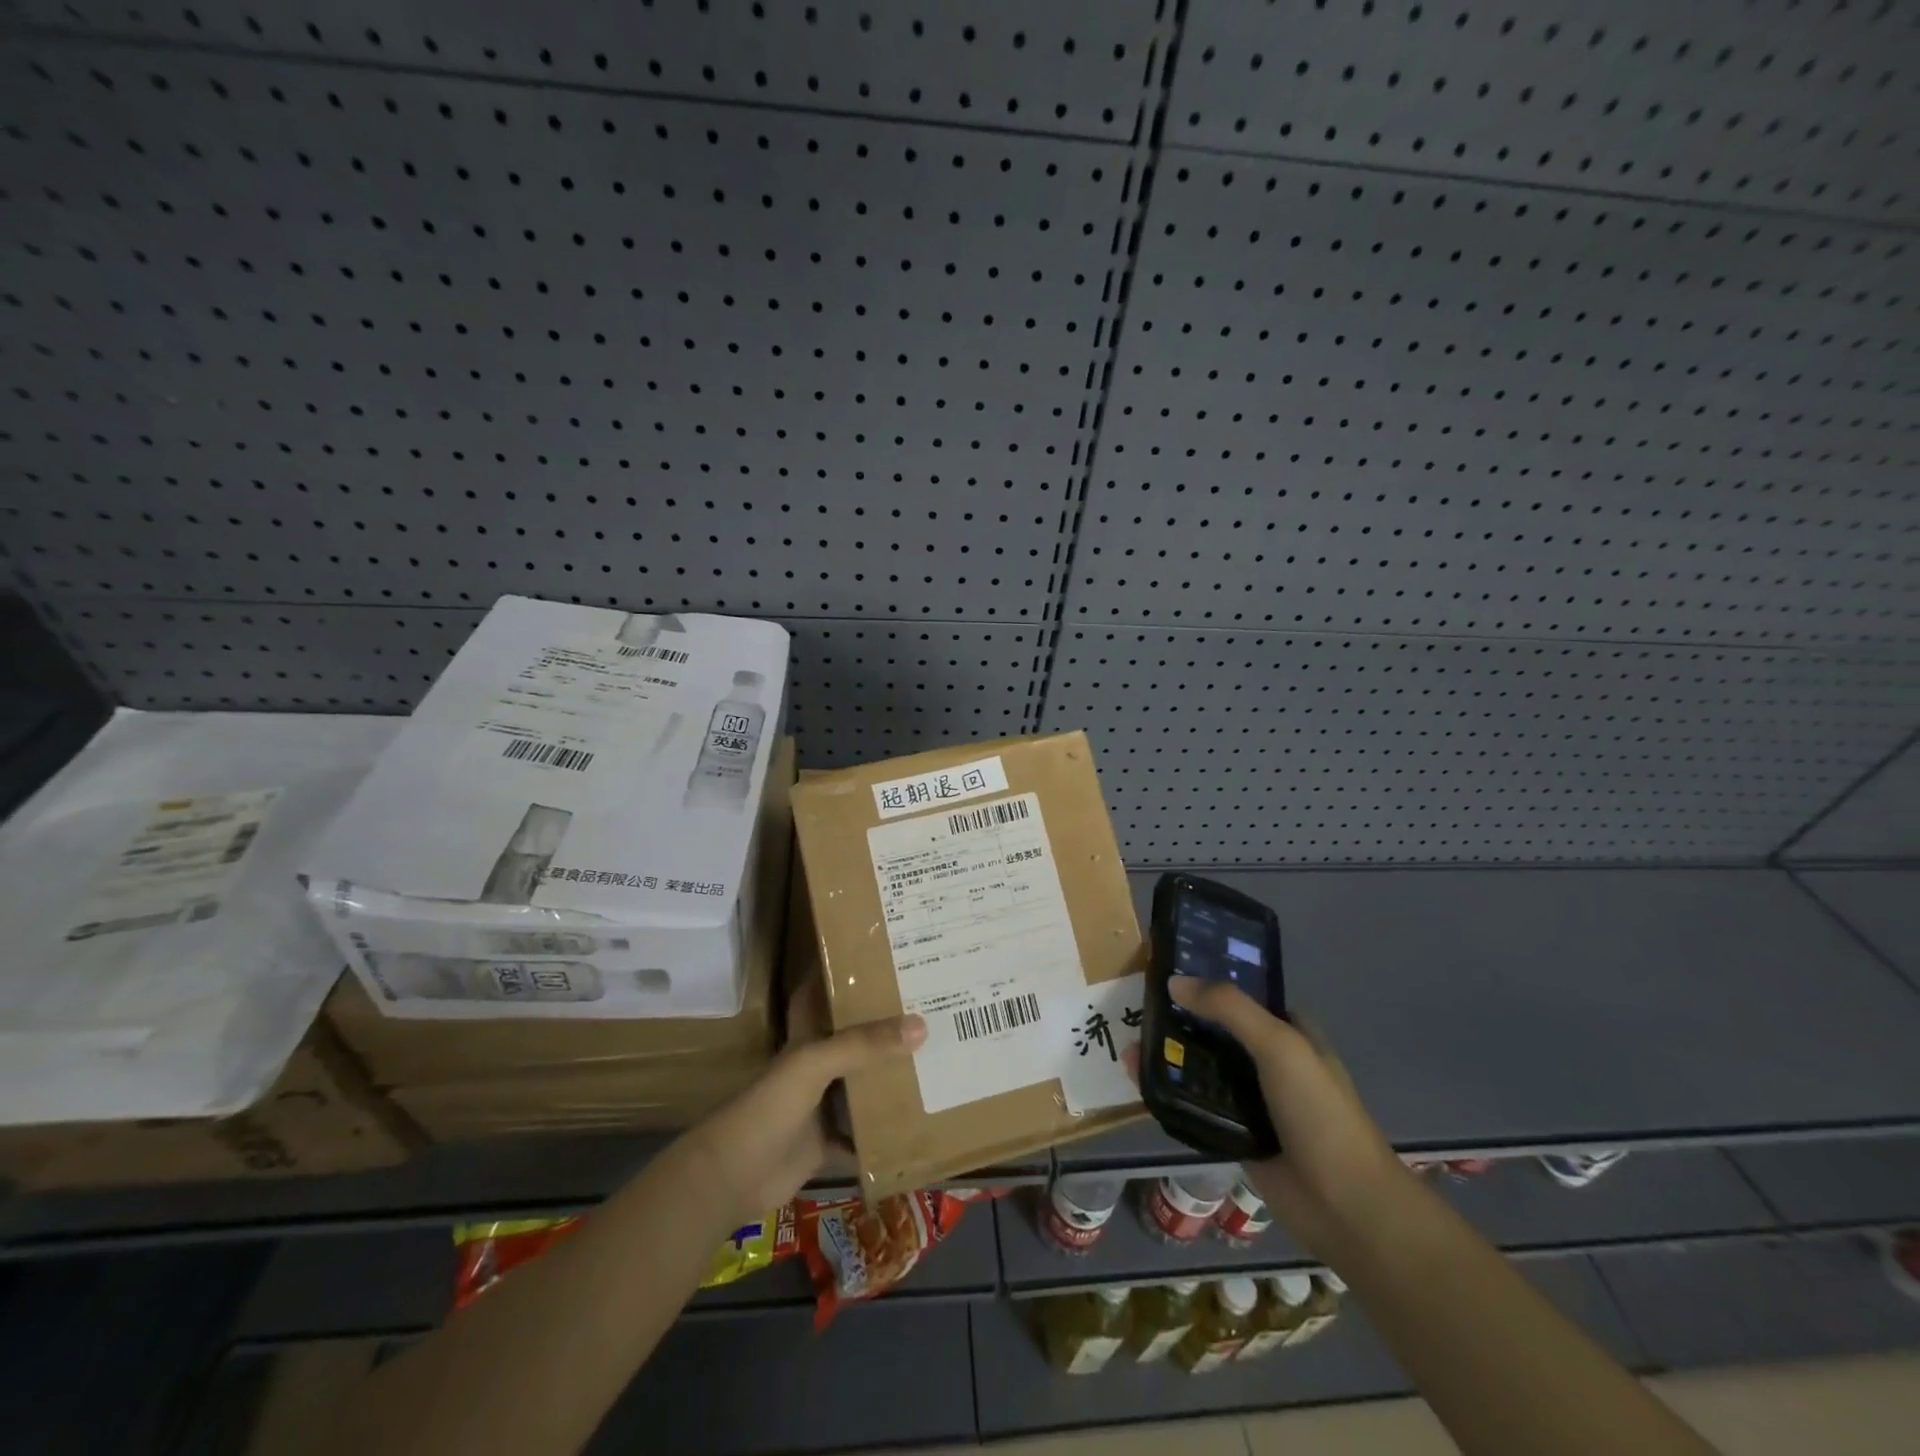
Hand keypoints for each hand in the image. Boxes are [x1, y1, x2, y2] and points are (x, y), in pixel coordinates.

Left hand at [686, 979, 924, 1220]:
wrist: (735, 1175)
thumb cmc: (770, 1105)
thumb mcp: (816, 1063)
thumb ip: (864, 1044)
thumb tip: (921, 1025)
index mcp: (808, 1037)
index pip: (826, 995)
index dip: (845, 975)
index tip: (880, 956)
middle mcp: (818, 1065)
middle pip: (855, 1041)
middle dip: (885, 1027)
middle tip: (930, 1006)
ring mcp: (823, 1105)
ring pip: (864, 1084)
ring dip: (891, 1077)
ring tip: (937, 1057)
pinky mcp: (829, 1142)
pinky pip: (865, 1133)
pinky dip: (887, 1132)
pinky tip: (921, 1121)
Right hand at [1164, 976, 1408, 1261]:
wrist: (1345, 1206)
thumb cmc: (1319, 1113)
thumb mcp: (1279, 1045)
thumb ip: (1229, 1007)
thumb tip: (1173, 981)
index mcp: (1290, 1032)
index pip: (1243, 994)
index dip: (1210, 980)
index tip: (1168, 970)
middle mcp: (1270, 1061)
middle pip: (1217, 1030)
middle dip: (1181, 1020)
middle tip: (1139, 1009)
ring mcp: (1253, 1100)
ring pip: (1203, 1068)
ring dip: (1171, 1058)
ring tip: (1128, 1044)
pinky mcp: (1236, 1135)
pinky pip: (1197, 1106)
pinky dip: (1172, 1094)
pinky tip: (1139, 1082)